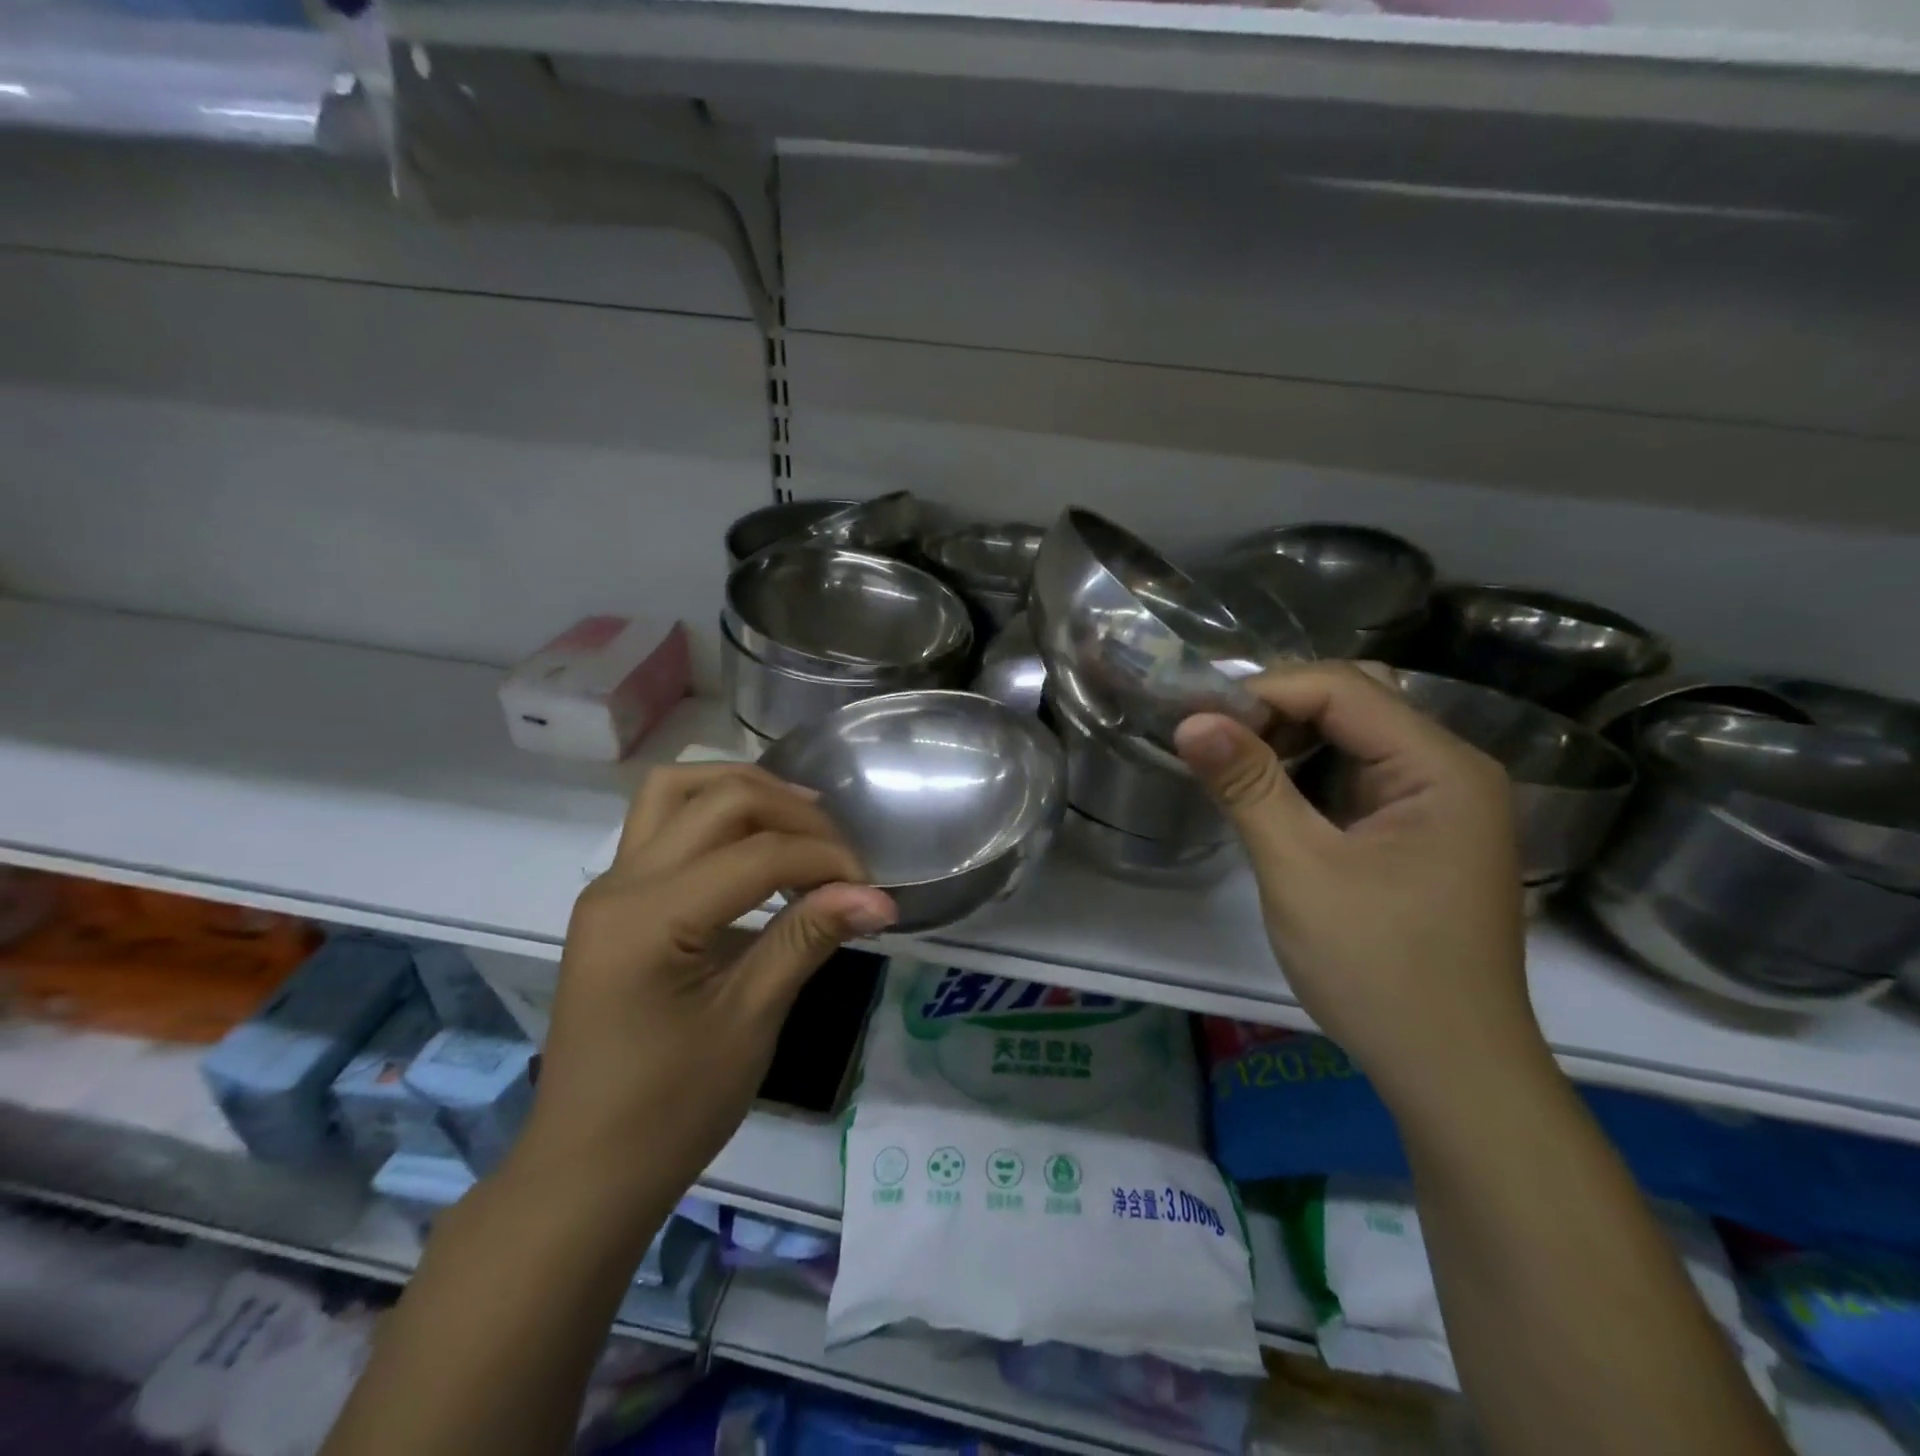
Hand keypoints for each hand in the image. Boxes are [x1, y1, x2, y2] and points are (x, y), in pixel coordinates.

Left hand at [517, 764, 896, 1213]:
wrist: (588, 1168)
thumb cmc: (671, 1108)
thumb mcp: (750, 1021)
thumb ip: (808, 938)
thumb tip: (880, 897)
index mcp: (649, 917)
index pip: (757, 853)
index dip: (825, 859)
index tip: (872, 889)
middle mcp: (620, 882)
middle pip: (720, 800)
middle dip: (793, 814)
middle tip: (841, 856)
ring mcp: (610, 885)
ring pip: (677, 789)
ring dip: (746, 790)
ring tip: (799, 821)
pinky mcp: (615, 898)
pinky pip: (662, 821)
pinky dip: (714, 810)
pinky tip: (754, 842)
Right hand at [1174, 664, 1537, 1111]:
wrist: (1451, 1072)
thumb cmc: (1378, 968)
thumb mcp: (1300, 870)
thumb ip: (1247, 785)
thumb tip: (1190, 719)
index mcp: (1440, 766)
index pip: (1342, 689)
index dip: (1264, 692)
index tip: (1197, 720)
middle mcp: (1451, 769)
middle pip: (1354, 702)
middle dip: (1276, 712)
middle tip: (1210, 740)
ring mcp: (1440, 803)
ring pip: (1354, 738)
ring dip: (1289, 742)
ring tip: (1228, 765)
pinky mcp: (1420, 833)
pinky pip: (1358, 778)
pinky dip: (1308, 776)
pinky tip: (1268, 796)